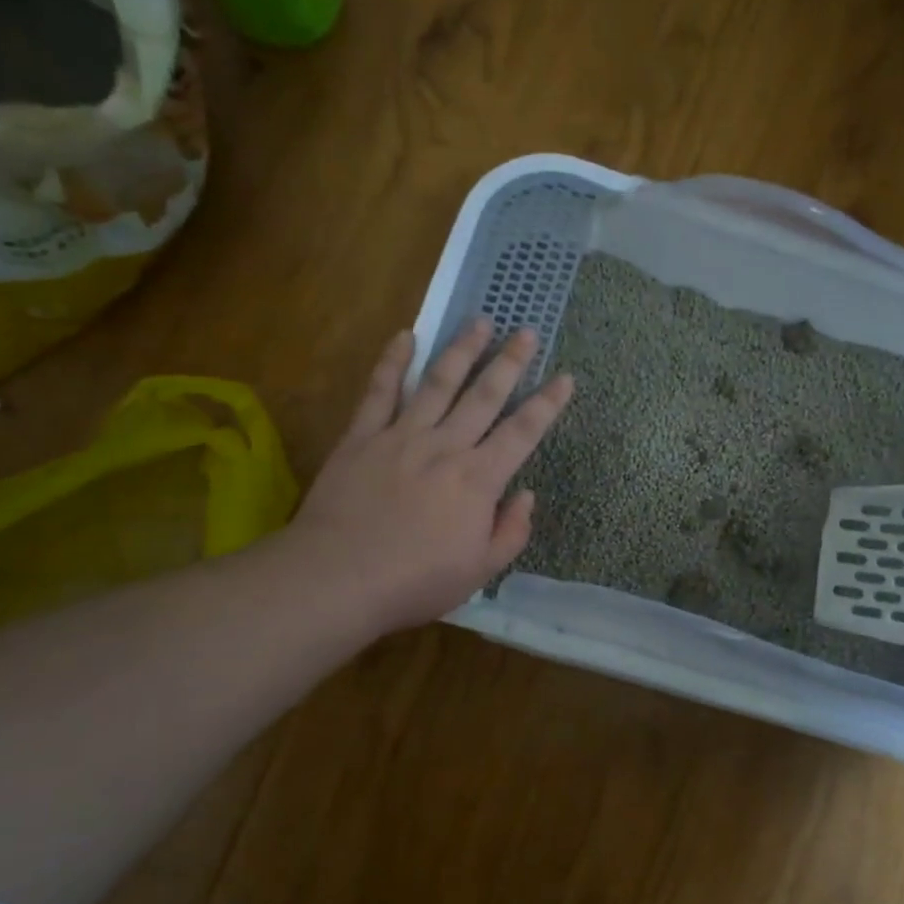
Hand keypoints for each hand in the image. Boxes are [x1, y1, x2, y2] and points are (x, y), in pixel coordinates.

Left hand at [283, 319, 574, 636]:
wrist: (338, 578)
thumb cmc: (414, 581)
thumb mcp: (479, 571)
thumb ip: (510, 532)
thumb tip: (525, 495)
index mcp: (478, 480)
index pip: (523, 433)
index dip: (547, 404)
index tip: (565, 378)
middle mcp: (446, 447)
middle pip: (484, 395)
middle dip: (510, 362)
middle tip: (527, 332)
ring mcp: (401, 436)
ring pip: (438, 383)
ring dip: (462, 350)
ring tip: (480, 321)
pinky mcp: (361, 437)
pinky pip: (379, 391)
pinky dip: (392, 362)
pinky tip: (404, 336)